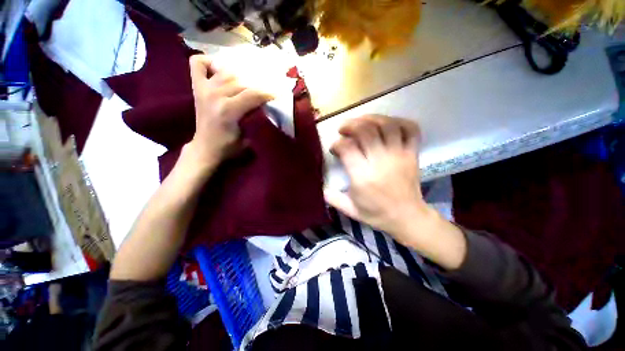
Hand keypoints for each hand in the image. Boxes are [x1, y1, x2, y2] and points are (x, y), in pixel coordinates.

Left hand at [185, 55, 272, 170]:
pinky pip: (197, 63)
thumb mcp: (248, 137)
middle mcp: (215, 95)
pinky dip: (209, 62)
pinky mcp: (197, 87)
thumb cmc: (228, 146)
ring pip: (226, 72)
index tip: (277, 95)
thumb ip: (256, 120)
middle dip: (256, 87)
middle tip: (263, 94)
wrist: (205, 148)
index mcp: (228, 111)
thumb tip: (264, 106)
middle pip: (241, 81)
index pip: (253, 94)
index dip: (267, 93)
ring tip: (247, 86)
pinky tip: (219, 70)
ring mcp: (204, 89)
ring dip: (240, 77)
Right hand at [324, 115, 430, 245]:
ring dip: (372, 118)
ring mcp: (399, 156)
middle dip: (351, 125)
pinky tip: (387, 123)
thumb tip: (321, 187)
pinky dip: (399, 121)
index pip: (347, 148)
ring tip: (362, 121)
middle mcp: (381, 162)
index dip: (337, 144)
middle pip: (366, 131)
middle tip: (344, 129)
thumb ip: (333, 198)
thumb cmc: (376, 214)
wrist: (407, 218)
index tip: (335, 148)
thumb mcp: (350, 209)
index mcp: (363, 176)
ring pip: (387, 125)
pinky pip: (411, 129)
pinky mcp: (412, 154)